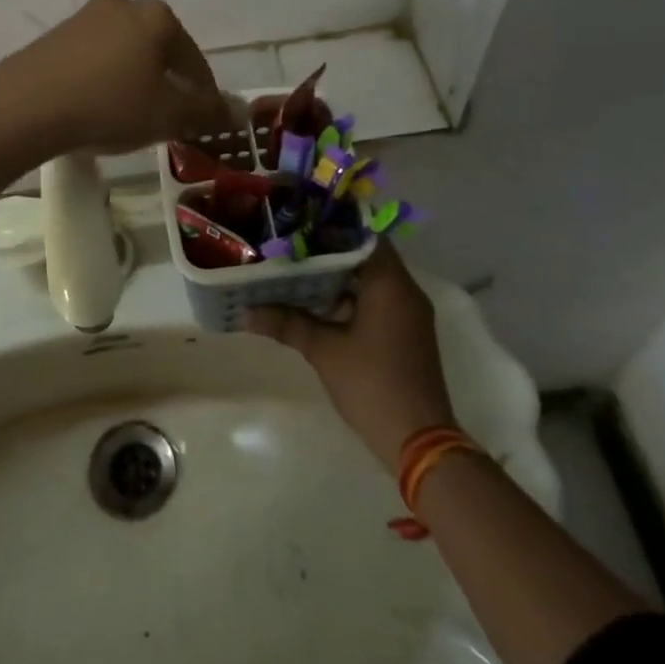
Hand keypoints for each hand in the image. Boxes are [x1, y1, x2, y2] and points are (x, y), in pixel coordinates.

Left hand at [0, 0, 232, 154]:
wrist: (25, 106)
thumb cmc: (109, 105)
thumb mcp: (167, 115)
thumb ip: (206, 112)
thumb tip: (237, 112)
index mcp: (156, 17)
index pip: (194, 59)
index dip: (204, 94)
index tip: (204, 121)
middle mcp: (122, 6)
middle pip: (159, 50)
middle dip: (168, 84)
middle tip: (169, 119)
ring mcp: (84, 17)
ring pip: (125, 53)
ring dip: (135, 81)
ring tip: (133, 117)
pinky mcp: (54, 36)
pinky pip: (94, 59)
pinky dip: (105, 81)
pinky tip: (98, 108)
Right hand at [245, 244, 458, 471]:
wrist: (419, 442)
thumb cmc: (372, 384)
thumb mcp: (323, 350)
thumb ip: (286, 324)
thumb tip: (245, 311)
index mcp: (390, 284)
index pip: (364, 234)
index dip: (332, 225)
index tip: (300, 221)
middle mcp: (405, 291)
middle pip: (365, 254)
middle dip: (329, 250)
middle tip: (290, 244)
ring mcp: (409, 313)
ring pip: (370, 279)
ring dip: (338, 275)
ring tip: (296, 268)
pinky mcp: (406, 333)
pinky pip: (377, 299)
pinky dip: (350, 296)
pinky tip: (317, 303)